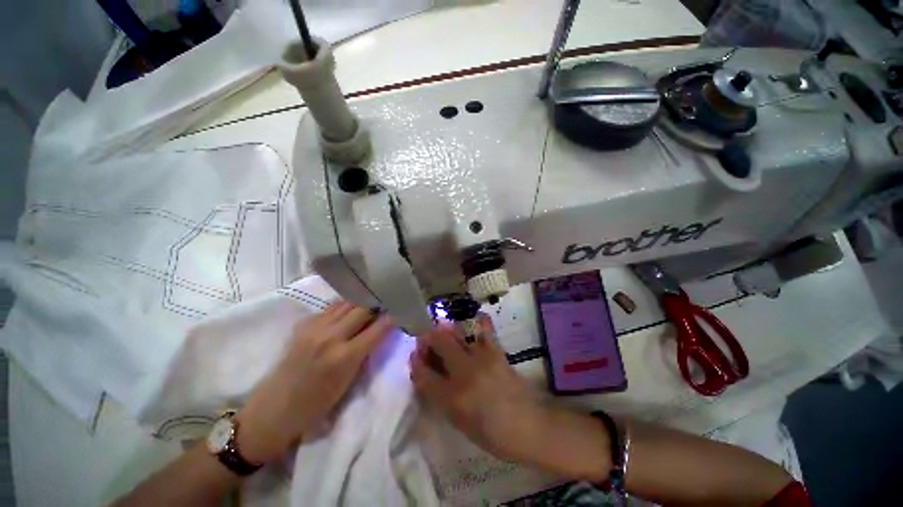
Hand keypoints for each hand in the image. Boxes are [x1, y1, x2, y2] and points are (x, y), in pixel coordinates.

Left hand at [235, 301, 392, 463]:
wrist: (273, 409)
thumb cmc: (316, 405)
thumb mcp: (348, 383)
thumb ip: (364, 354)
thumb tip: (378, 333)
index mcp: (345, 357)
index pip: (377, 328)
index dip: (391, 317)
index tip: (399, 310)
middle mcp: (331, 337)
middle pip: (362, 308)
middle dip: (376, 305)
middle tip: (385, 304)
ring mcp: (315, 328)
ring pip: (345, 303)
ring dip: (360, 302)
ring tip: (369, 302)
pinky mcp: (303, 325)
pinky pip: (330, 308)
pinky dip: (343, 306)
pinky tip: (347, 310)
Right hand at [408, 317, 550, 463]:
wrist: (529, 426)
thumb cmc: (492, 433)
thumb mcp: (459, 421)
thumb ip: (441, 396)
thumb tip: (429, 374)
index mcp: (452, 399)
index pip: (423, 374)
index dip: (415, 362)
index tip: (415, 355)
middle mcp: (463, 374)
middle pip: (438, 343)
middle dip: (427, 338)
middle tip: (426, 340)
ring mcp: (480, 359)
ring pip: (455, 334)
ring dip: (445, 329)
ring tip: (442, 330)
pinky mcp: (496, 352)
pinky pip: (484, 330)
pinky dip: (478, 321)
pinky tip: (474, 318)